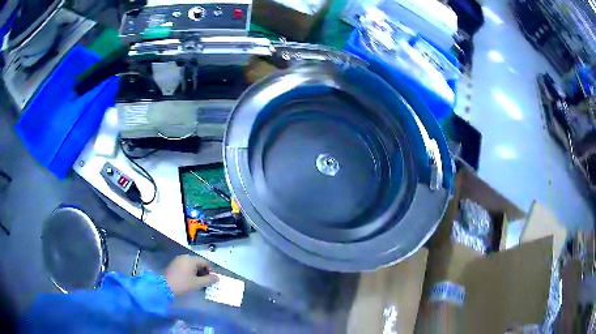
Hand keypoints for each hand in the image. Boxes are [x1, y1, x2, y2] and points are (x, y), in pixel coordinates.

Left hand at [165, 254, 217, 295]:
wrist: (164, 286)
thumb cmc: (183, 284)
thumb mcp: (198, 283)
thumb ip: (209, 280)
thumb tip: (217, 278)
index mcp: (191, 259)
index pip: (205, 262)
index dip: (211, 270)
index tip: (213, 279)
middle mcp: (185, 257)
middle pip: (198, 263)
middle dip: (204, 272)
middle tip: (207, 282)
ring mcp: (178, 260)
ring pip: (192, 265)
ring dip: (197, 273)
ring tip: (199, 283)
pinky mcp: (174, 265)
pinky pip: (186, 267)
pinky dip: (190, 273)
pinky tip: (191, 281)